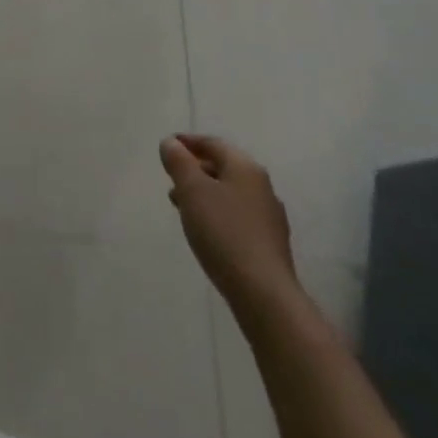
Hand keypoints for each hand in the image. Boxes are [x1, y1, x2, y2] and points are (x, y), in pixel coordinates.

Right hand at [160, 135, 298, 311]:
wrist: (264, 295)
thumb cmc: (224, 232)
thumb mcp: (192, 190)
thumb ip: (178, 161)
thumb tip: (171, 143)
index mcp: (245, 168)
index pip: (213, 144)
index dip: (188, 142)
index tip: (167, 146)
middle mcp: (262, 187)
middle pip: (223, 168)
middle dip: (195, 170)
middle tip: (171, 178)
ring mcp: (269, 217)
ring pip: (229, 194)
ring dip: (204, 194)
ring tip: (182, 206)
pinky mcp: (270, 244)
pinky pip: (237, 217)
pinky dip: (217, 213)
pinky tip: (205, 230)